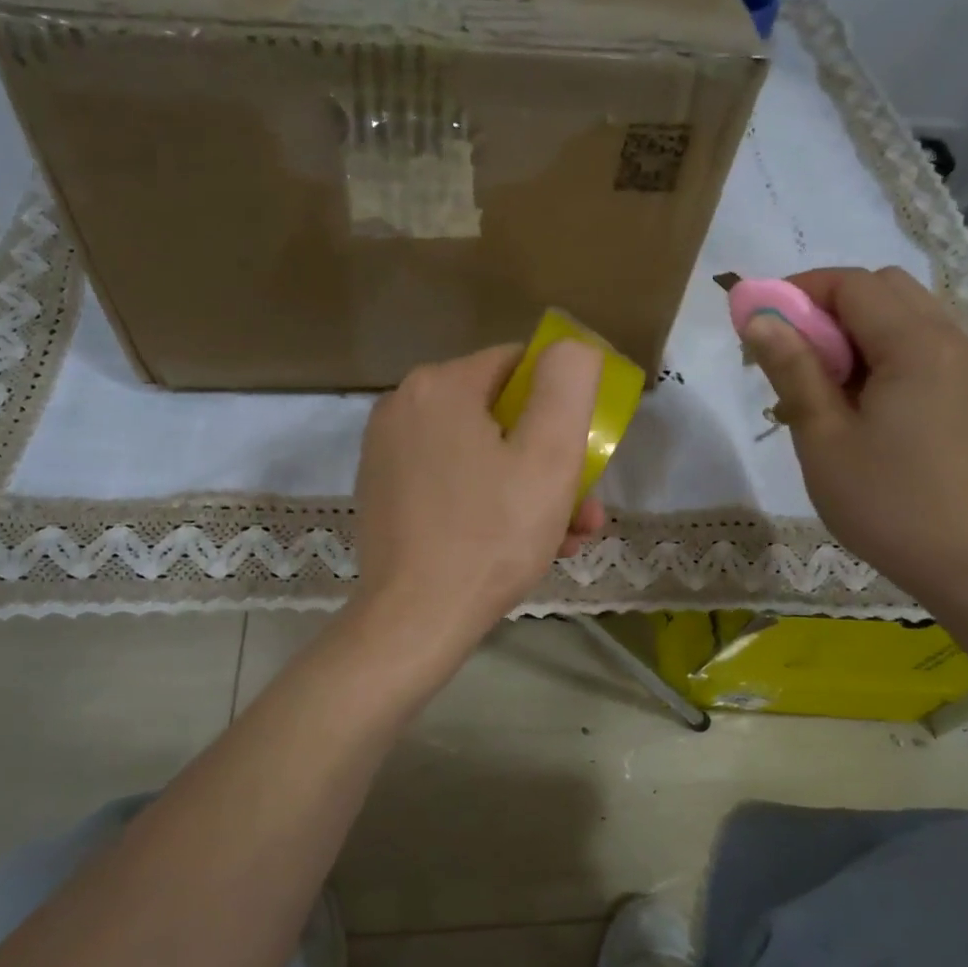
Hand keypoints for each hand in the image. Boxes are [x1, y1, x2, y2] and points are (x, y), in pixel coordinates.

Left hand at [353, 340, 606, 655]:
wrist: (415, 620)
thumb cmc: (491, 535)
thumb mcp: (550, 455)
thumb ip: (568, 384)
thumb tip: (571, 347)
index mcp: (441, 385)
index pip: (520, 367)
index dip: (561, 404)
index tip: (584, 454)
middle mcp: (404, 406)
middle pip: (500, 416)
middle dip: (551, 460)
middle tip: (584, 508)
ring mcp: (387, 451)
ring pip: (479, 453)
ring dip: (528, 488)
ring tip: (566, 536)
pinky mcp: (383, 491)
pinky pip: (451, 480)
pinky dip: (488, 502)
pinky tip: (521, 544)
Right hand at [740, 266, 967, 601]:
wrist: (966, 560)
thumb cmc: (884, 501)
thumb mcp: (823, 436)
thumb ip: (792, 369)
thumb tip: (758, 319)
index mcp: (916, 344)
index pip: (852, 285)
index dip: (799, 292)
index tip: (759, 326)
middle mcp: (950, 338)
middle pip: (882, 288)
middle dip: (827, 307)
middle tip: (790, 355)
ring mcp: (965, 363)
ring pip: (902, 313)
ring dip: (853, 329)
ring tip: (820, 382)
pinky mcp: (967, 389)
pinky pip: (919, 342)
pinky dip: (880, 349)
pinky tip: (857, 398)